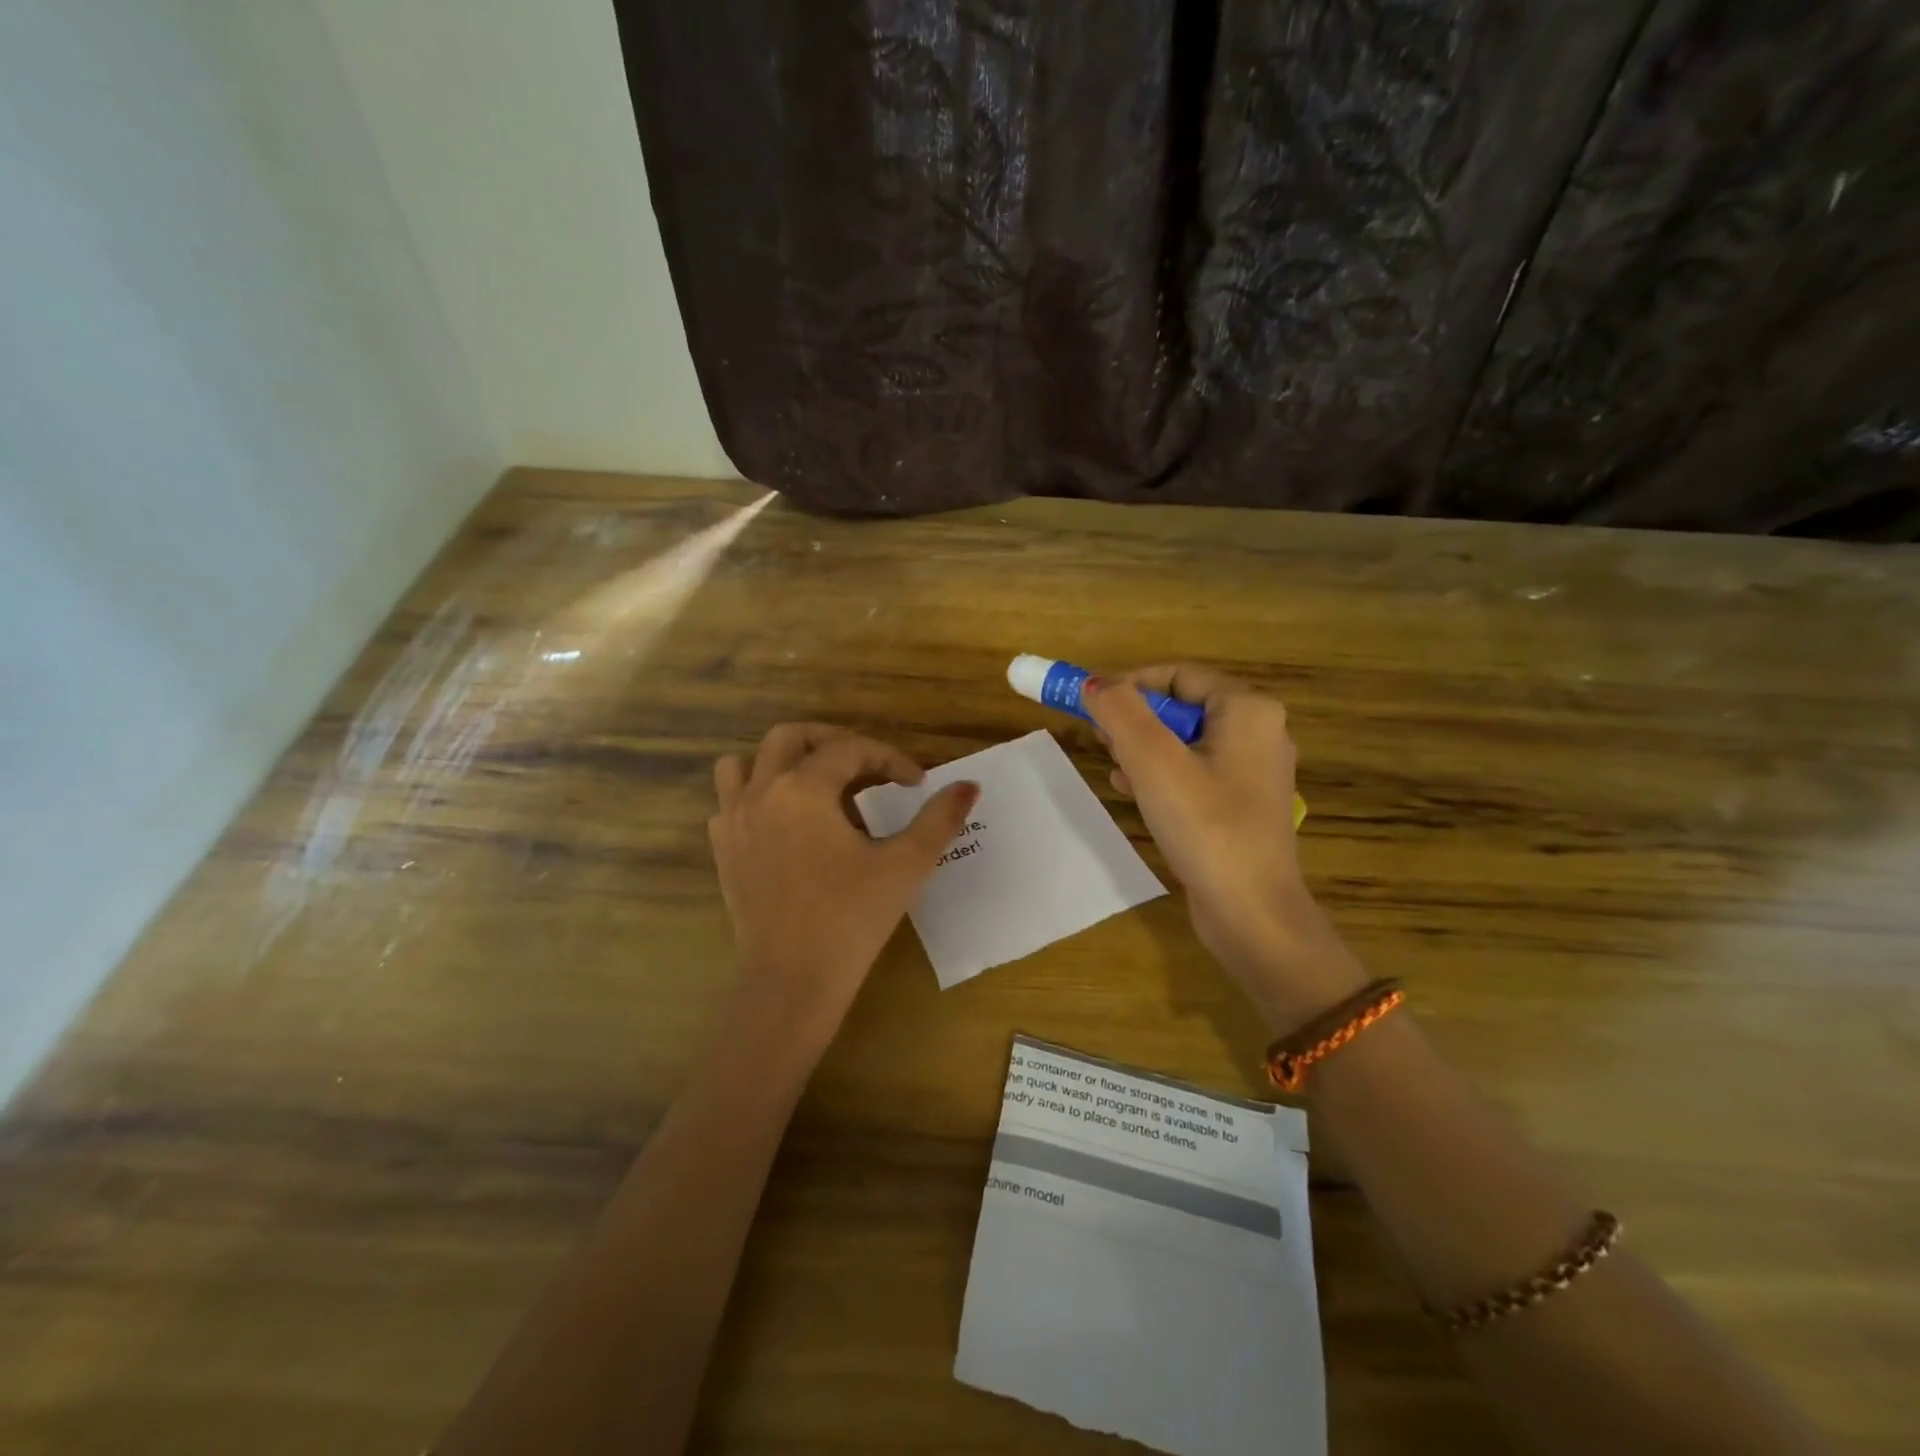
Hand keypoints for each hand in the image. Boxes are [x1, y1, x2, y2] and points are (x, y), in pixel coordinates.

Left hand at [709, 723, 978, 1050]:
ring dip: (779, 761)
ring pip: (743, 763)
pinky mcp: (724, 852)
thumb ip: (939, 819)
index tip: (916, 783)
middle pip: (790, 737)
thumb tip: (969, 786)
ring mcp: (734, 822)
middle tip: (865, 764)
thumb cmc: (852, 919)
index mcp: (805, 788)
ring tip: (814, 782)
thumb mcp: (905, 865)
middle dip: (832, 741)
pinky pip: (730, 803)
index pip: (851, 750)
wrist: (792, 981)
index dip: (889, 759)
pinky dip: (755, 797)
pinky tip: (784, 823)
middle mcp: (762, 793)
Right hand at [1083, 666, 1364, 1027]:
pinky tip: (1132, 791)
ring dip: (1143, 747)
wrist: (1251, 914)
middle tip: (1098, 737)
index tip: (1090, 703)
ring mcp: (1253, 772)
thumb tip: (1095, 683)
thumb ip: (1121, 713)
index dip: (1130, 683)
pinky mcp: (1243, 805)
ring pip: (1185, 741)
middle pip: (1182, 707)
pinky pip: (1195, 772)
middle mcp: (1259, 733)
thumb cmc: (1205, 826)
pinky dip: (1161, 774)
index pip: (1178, 675)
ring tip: (1112, 765)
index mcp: (1249, 710)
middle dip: (1135, 718)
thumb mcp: (1154, 762)